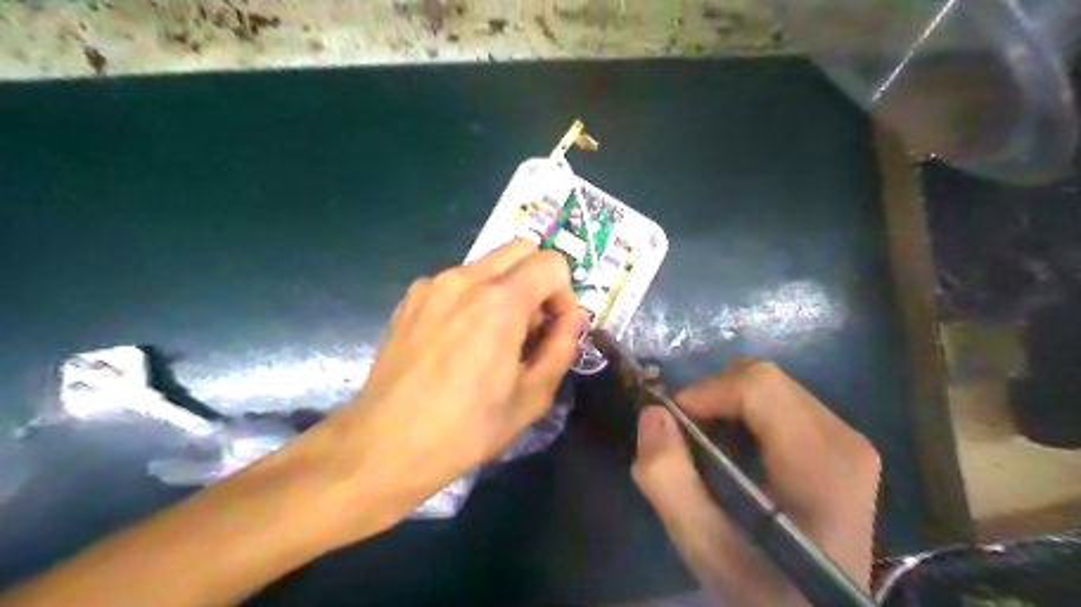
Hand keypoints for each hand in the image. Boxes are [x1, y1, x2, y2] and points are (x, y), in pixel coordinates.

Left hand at [299, 237, 587, 540]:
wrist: (385, 445)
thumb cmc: (466, 428)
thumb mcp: (531, 397)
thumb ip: (561, 347)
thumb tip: (573, 318)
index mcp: (500, 302)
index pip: (552, 263)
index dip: (564, 293)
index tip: (555, 328)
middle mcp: (465, 279)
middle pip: (521, 249)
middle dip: (538, 280)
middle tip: (531, 326)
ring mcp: (433, 284)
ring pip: (488, 263)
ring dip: (506, 288)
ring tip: (494, 337)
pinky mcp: (411, 297)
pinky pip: (458, 280)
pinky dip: (474, 296)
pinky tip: (461, 340)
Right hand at [636, 361, 875, 606]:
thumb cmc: (764, 586)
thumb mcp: (704, 546)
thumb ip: (669, 481)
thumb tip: (653, 414)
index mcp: (820, 462)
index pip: (759, 386)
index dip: (707, 391)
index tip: (673, 421)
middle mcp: (843, 438)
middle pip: (764, 379)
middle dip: (713, 395)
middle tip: (685, 435)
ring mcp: (847, 440)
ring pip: (770, 387)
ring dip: (726, 405)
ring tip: (707, 445)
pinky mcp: (840, 446)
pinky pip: (781, 404)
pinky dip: (745, 414)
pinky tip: (734, 452)